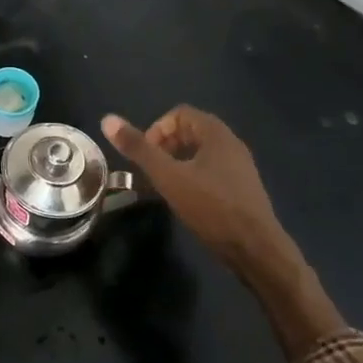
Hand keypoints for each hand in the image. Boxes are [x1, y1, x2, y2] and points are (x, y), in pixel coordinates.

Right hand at [101, 106, 297, 280]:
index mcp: (216, 134)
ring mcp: (239, 167)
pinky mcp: (241, 188)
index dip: (157, 129)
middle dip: (164, 146)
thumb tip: (107, 119)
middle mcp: (231, 144)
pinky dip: (191, 177)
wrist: (255, 248)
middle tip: (150, 170)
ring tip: (162, 186)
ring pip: (200, 153)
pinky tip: (183, 200)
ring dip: (176, 163)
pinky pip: (210, 171)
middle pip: (190, 131)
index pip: (180, 113)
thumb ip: (139, 148)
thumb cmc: (211, 207)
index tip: (146, 155)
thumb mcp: (168, 177)